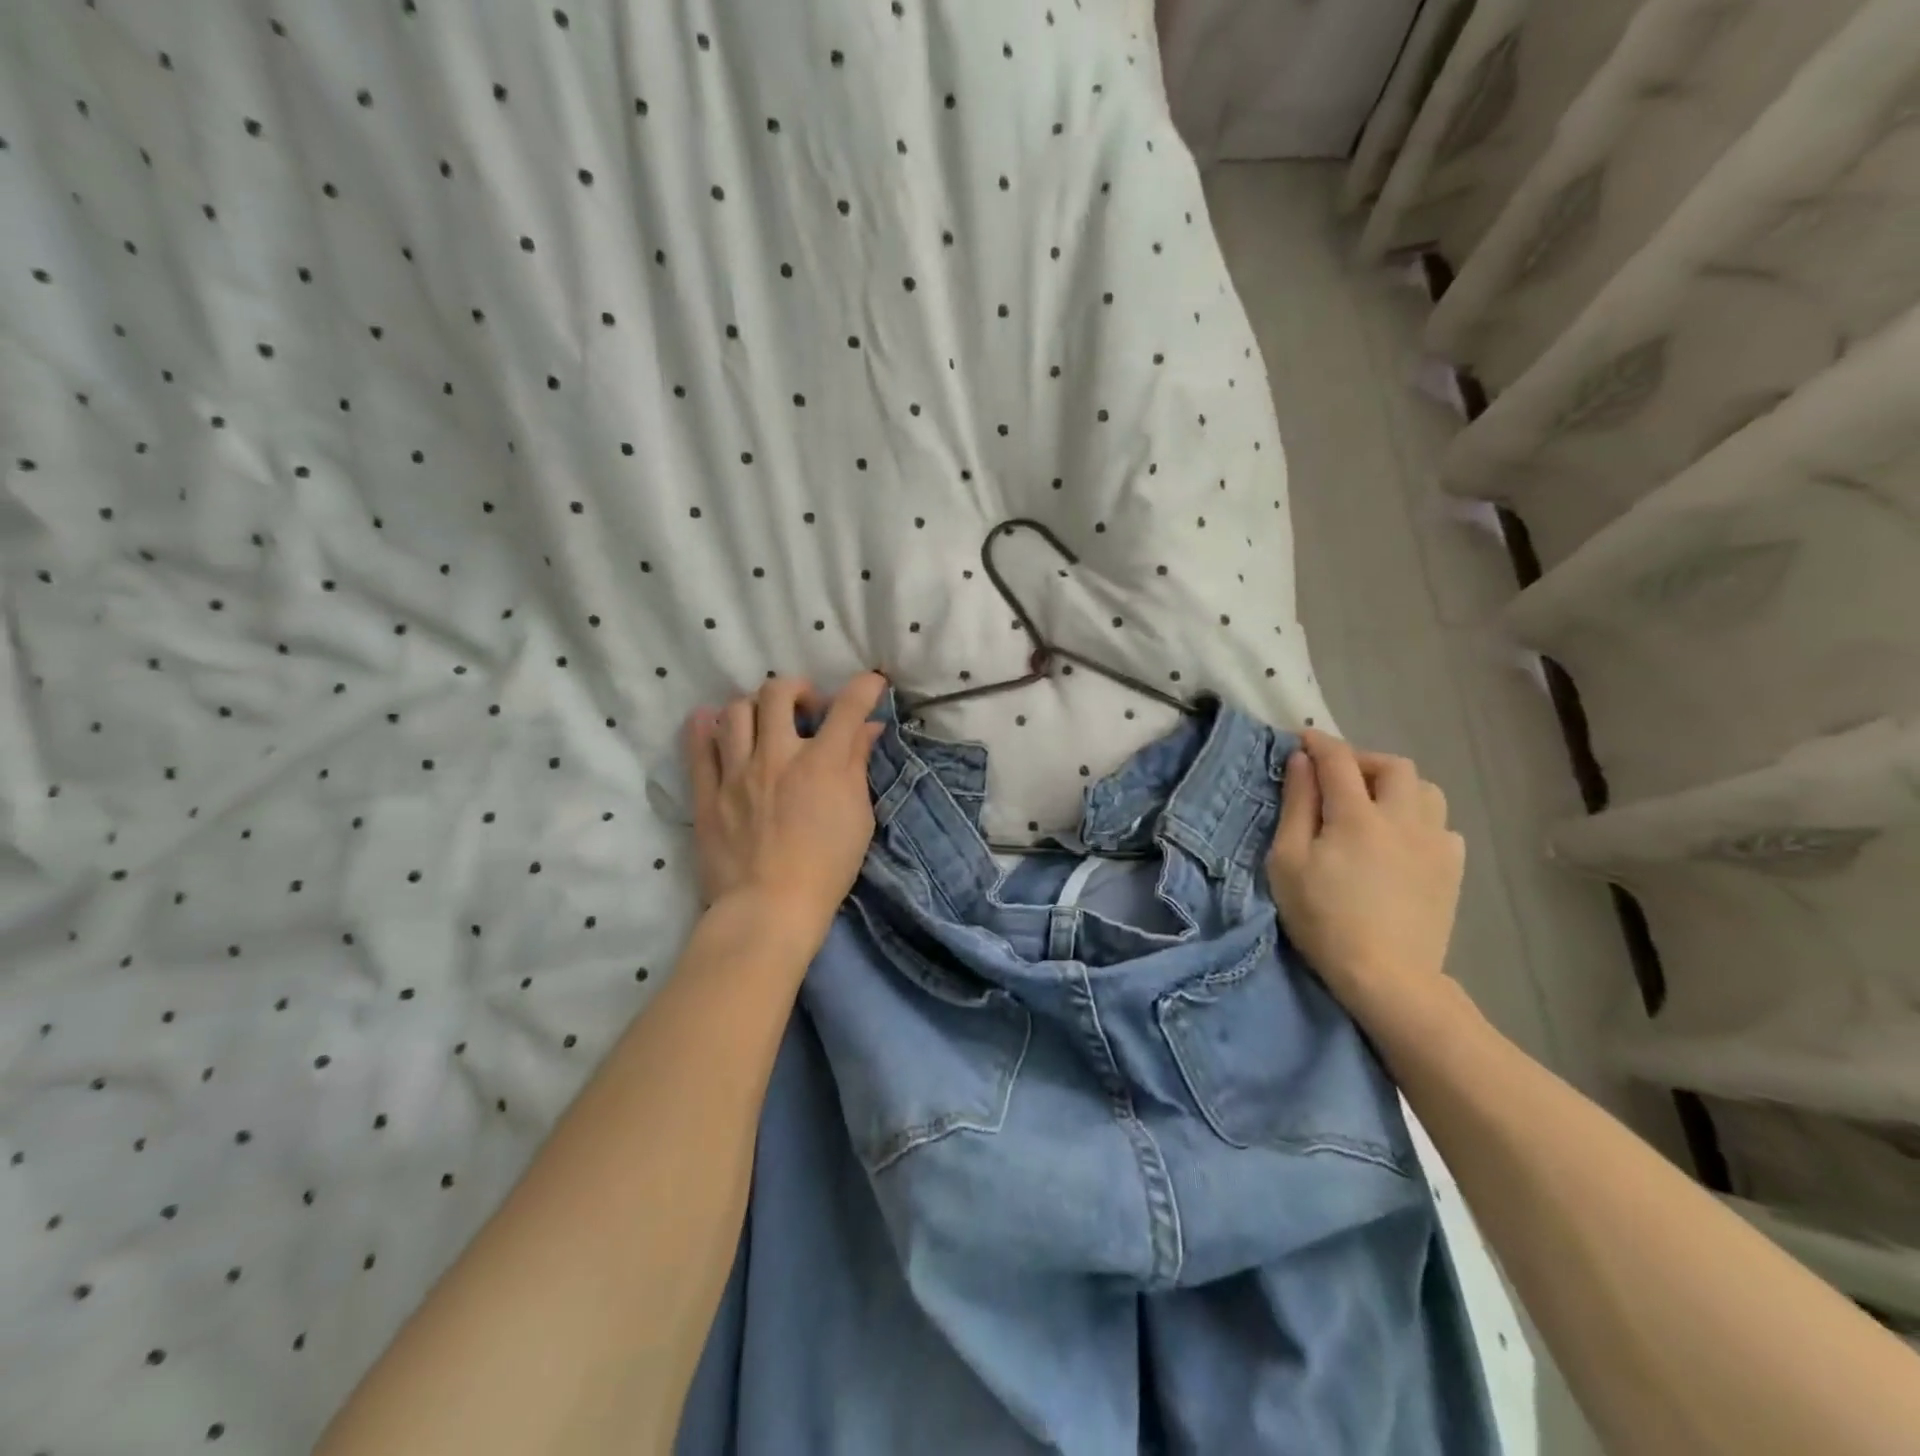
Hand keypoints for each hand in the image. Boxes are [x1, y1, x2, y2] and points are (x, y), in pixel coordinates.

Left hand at [685, 672, 887, 943]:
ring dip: (754, 707)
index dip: (865, 687)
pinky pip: (698, 747)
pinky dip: (704, 727)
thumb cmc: (827, 867)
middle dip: (798, 689)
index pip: (847, 707)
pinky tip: (712, 723)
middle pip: (778, 692)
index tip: (872, 683)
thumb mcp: (859, 817)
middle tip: (807, 710)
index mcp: (821, 763)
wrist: (770, 908)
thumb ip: (858, 765)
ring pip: (736, 711)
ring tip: (764, 725)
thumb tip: (869, 728)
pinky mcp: (707, 793)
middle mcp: (777, 755)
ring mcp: (736, 772)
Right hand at [1266, 729, 1464, 1018]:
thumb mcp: (1288, 861)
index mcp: (1357, 815)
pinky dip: (1420, 819)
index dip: (1319, 744)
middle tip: (1337, 776)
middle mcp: (1403, 818)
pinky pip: (1442, 826)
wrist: (1387, 977)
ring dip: (1397, 786)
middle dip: (1362, 760)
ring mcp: (1435, 843)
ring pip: (1426, 790)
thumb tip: (1302, 762)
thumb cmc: (1323, 918)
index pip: (1338, 760)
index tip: (1302, 740)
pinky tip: (1401, 841)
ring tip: (1373, 805)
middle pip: (1393, 766)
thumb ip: (1296, 806)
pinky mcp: (1452, 869)